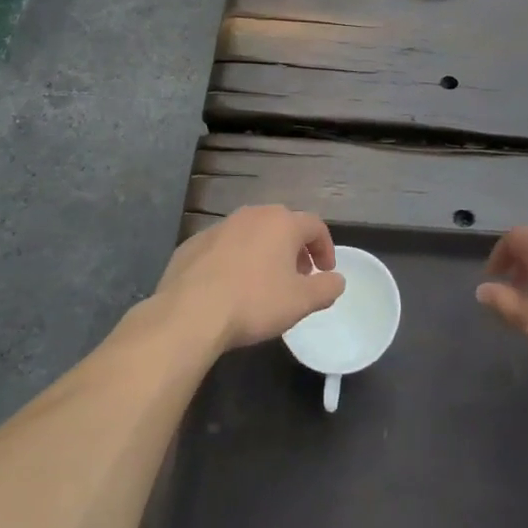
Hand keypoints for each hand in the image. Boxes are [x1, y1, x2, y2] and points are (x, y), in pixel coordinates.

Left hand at [156, 206, 342, 352]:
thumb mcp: (301, 301)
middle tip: (297, 277)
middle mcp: (252, 215)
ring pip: (252, 234)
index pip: (315, 226)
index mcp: (282, 223)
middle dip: (295, 249)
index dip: (325, 248)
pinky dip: (235, 260)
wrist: (190, 312)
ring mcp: (219, 227)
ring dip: (264, 253)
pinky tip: (230, 287)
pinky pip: (224, 247)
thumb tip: (337, 280)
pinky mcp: (193, 243)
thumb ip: (326, 288)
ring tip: (264, 283)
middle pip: (283, 225)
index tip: (325, 272)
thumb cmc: (254, 302)